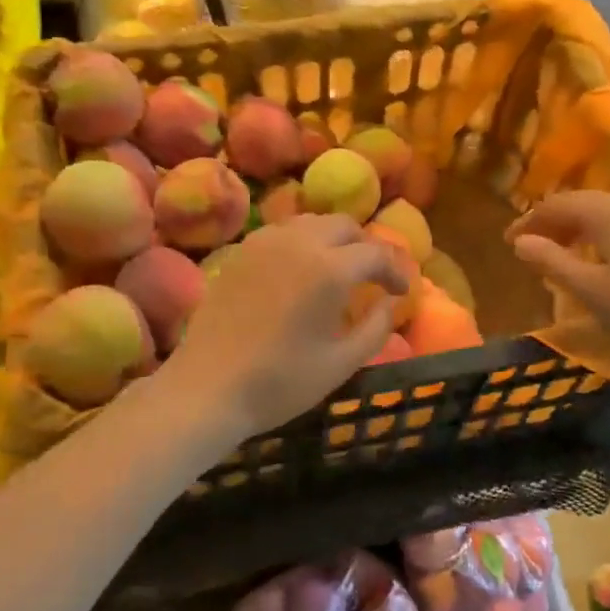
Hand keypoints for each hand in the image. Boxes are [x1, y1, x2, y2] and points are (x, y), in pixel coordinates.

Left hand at [164, 215, 408, 444]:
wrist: (208, 388)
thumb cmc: (280, 382)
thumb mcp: (341, 363)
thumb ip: (376, 328)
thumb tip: (390, 303)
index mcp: (329, 269)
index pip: (376, 253)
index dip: (395, 271)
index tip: (401, 292)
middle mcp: (299, 243)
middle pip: (344, 225)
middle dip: (365, 247)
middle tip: (372, 277)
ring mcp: (265, 243)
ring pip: (312, 222)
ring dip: (333, 239)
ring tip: (338, 269)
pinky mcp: (241, 251)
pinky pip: (282, 231)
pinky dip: (302, 241)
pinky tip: (301, 270)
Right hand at [506, 191, 609, 361]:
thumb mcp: (589, 288)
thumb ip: (552, 261)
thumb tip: (521, 242)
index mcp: (605, 212)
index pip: (556, 206)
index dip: (529, 222)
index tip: (510, 242)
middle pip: (581, 203)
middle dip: (553, 222)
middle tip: (533, 246)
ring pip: (604, 210)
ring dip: (578, 226)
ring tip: (562, 251)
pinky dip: (602, 231)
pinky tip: (600, 254)